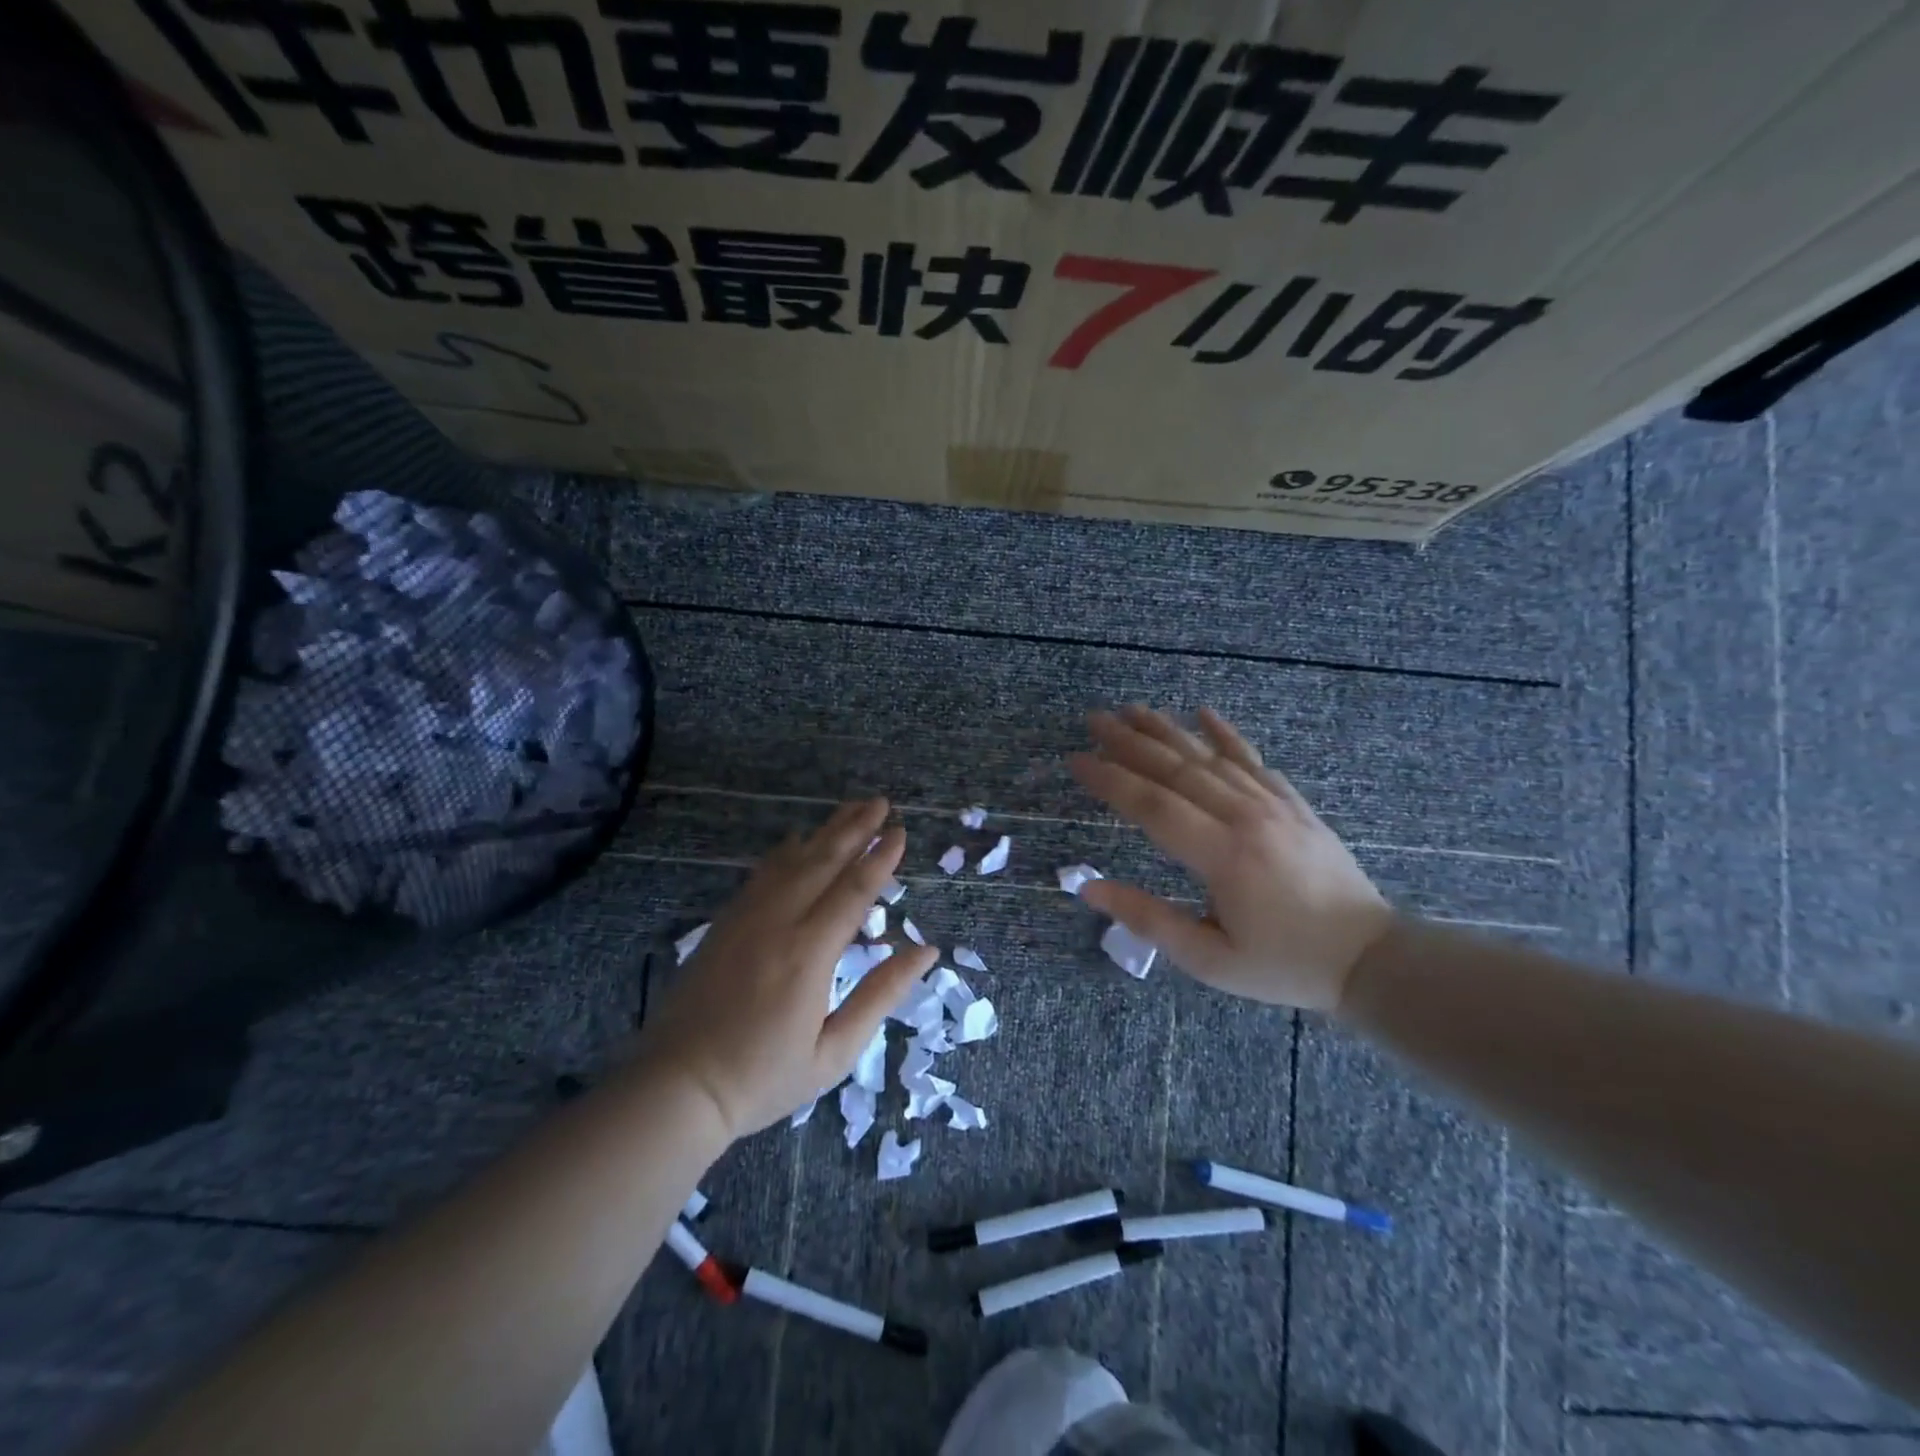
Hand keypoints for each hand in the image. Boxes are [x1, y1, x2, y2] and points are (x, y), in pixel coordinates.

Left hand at [637, 798, 937, 1139]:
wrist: (678, 1087)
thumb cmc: (764, 1078)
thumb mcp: (834, 1051)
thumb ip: (881, 994)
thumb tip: (926, 951)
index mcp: (809, 954)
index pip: (853, 891)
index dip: (880, 858)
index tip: (900, 831)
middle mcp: (778, 923)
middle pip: (823, 862)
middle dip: (855, 828)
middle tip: (881, 802)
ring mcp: (746, 918)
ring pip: (792, 861)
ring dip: (825, 832)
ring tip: (851, 808)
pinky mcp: (724, 923)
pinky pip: (761, 875)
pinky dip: (785, 852)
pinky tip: (798, 841)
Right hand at [1068, 706, 1393, 1010]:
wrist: (1370, 958)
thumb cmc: (1282, 964)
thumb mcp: (1209, 959)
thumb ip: (1148, 919)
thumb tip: (1089, 888)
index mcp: (1222, 856)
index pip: (1152, 805)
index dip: (1110, 779)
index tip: (1076, 760)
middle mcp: (1246, 818)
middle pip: (1177, 769)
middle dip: (1130, 742)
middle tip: (1093, 720)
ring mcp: (1274, 806)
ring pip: (1210, 757)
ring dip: (1168, 731)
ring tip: (1132, 710)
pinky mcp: (1294, 805)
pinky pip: (1254, 760)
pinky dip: (1227, 735)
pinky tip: (1204, 713)